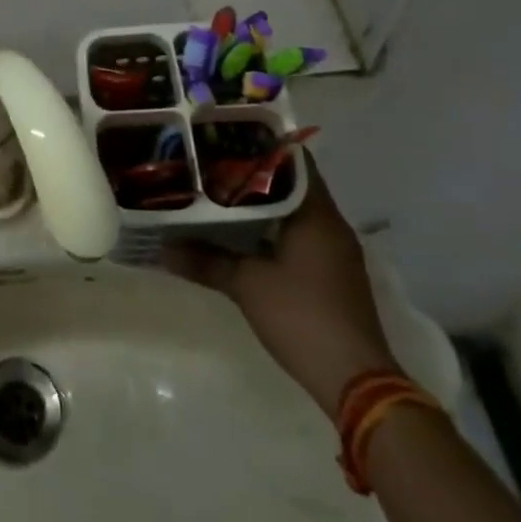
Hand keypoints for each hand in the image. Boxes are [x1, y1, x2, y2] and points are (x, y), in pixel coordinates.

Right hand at [166, 153, 397, 412]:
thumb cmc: (302, 317)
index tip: (227, 138)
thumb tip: (164, 248)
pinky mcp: (334, 274)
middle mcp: (331, 224)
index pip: (294, 159)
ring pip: (297, 211)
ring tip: (222, 194)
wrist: (356, 382)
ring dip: (265, 204)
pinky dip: (276, 228)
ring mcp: (337, 251)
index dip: (261, 145)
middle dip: (256, 175)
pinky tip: (245, 235)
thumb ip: (206, 261)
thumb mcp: (247, 285)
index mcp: (317, 213)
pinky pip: (302, 234)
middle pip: (293, 183)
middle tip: (214, 165)